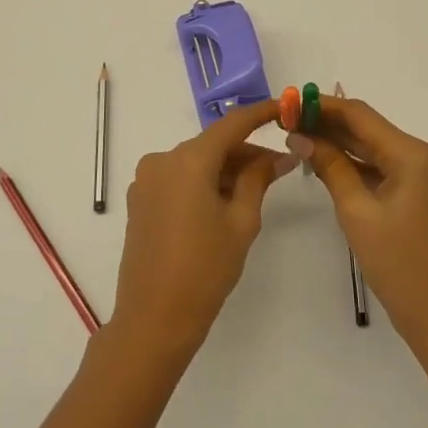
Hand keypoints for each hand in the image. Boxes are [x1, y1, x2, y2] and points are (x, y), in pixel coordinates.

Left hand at [112, 98, 297, 361]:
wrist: (154, 318)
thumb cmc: (205, 269)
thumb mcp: (241, 221)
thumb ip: (258, 179)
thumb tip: (280, 155)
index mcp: (188, 160)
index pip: (232, 124)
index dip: (260, 113)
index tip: (286, 108)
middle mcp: (162, 160)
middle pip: (213, 145)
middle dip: (246, 152)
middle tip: (281, 167)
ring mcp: (147, 180)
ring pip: (196, 162)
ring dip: (226, 169)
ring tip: (257, 189)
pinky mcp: (141, 200)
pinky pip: (179, 178)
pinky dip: (204, 182)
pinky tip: (225, 202)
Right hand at [289, 98, 427, 346]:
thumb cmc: (396, 264)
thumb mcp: (356, 212)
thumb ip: (330, 166)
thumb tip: (299, 136)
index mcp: (415, 154)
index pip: (362, 116)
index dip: (324, 106)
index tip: (290, 103)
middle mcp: (426, 154)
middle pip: (370, 130)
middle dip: (329, 125)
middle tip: (287, 121)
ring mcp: (427, 173)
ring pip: (376, 148)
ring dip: (340, 144)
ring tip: (299, 137)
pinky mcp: (423, 189)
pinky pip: (384, 167)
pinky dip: (357, 164)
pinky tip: (325, 160)